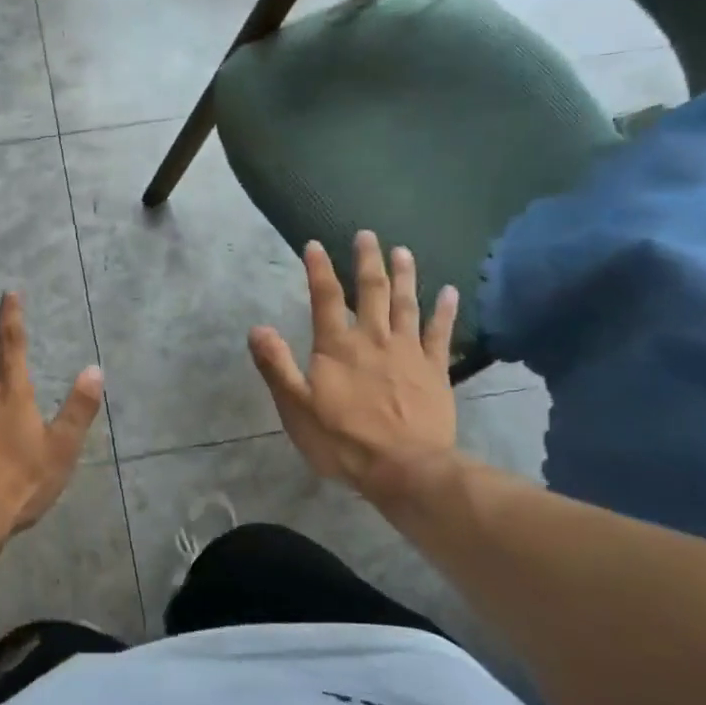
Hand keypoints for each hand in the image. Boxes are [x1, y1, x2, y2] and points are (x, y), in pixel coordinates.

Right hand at [249, 232, 460, 505]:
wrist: (404, 468)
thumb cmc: (342, 440)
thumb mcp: (295, 407)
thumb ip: (277, 366)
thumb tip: (257, 328)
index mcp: (337, 346)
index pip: (325, 297)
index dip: (319, 269)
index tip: (315, 244)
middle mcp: (373, 338)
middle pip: (372, 290)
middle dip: (367, 260)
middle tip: (367, 235)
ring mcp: (408, 351)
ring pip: (407, 303)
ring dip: (404, 275)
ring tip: (403, 251)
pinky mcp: (434, 369)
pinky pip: (440, 332)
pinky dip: (444, 310)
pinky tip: (448, 291)